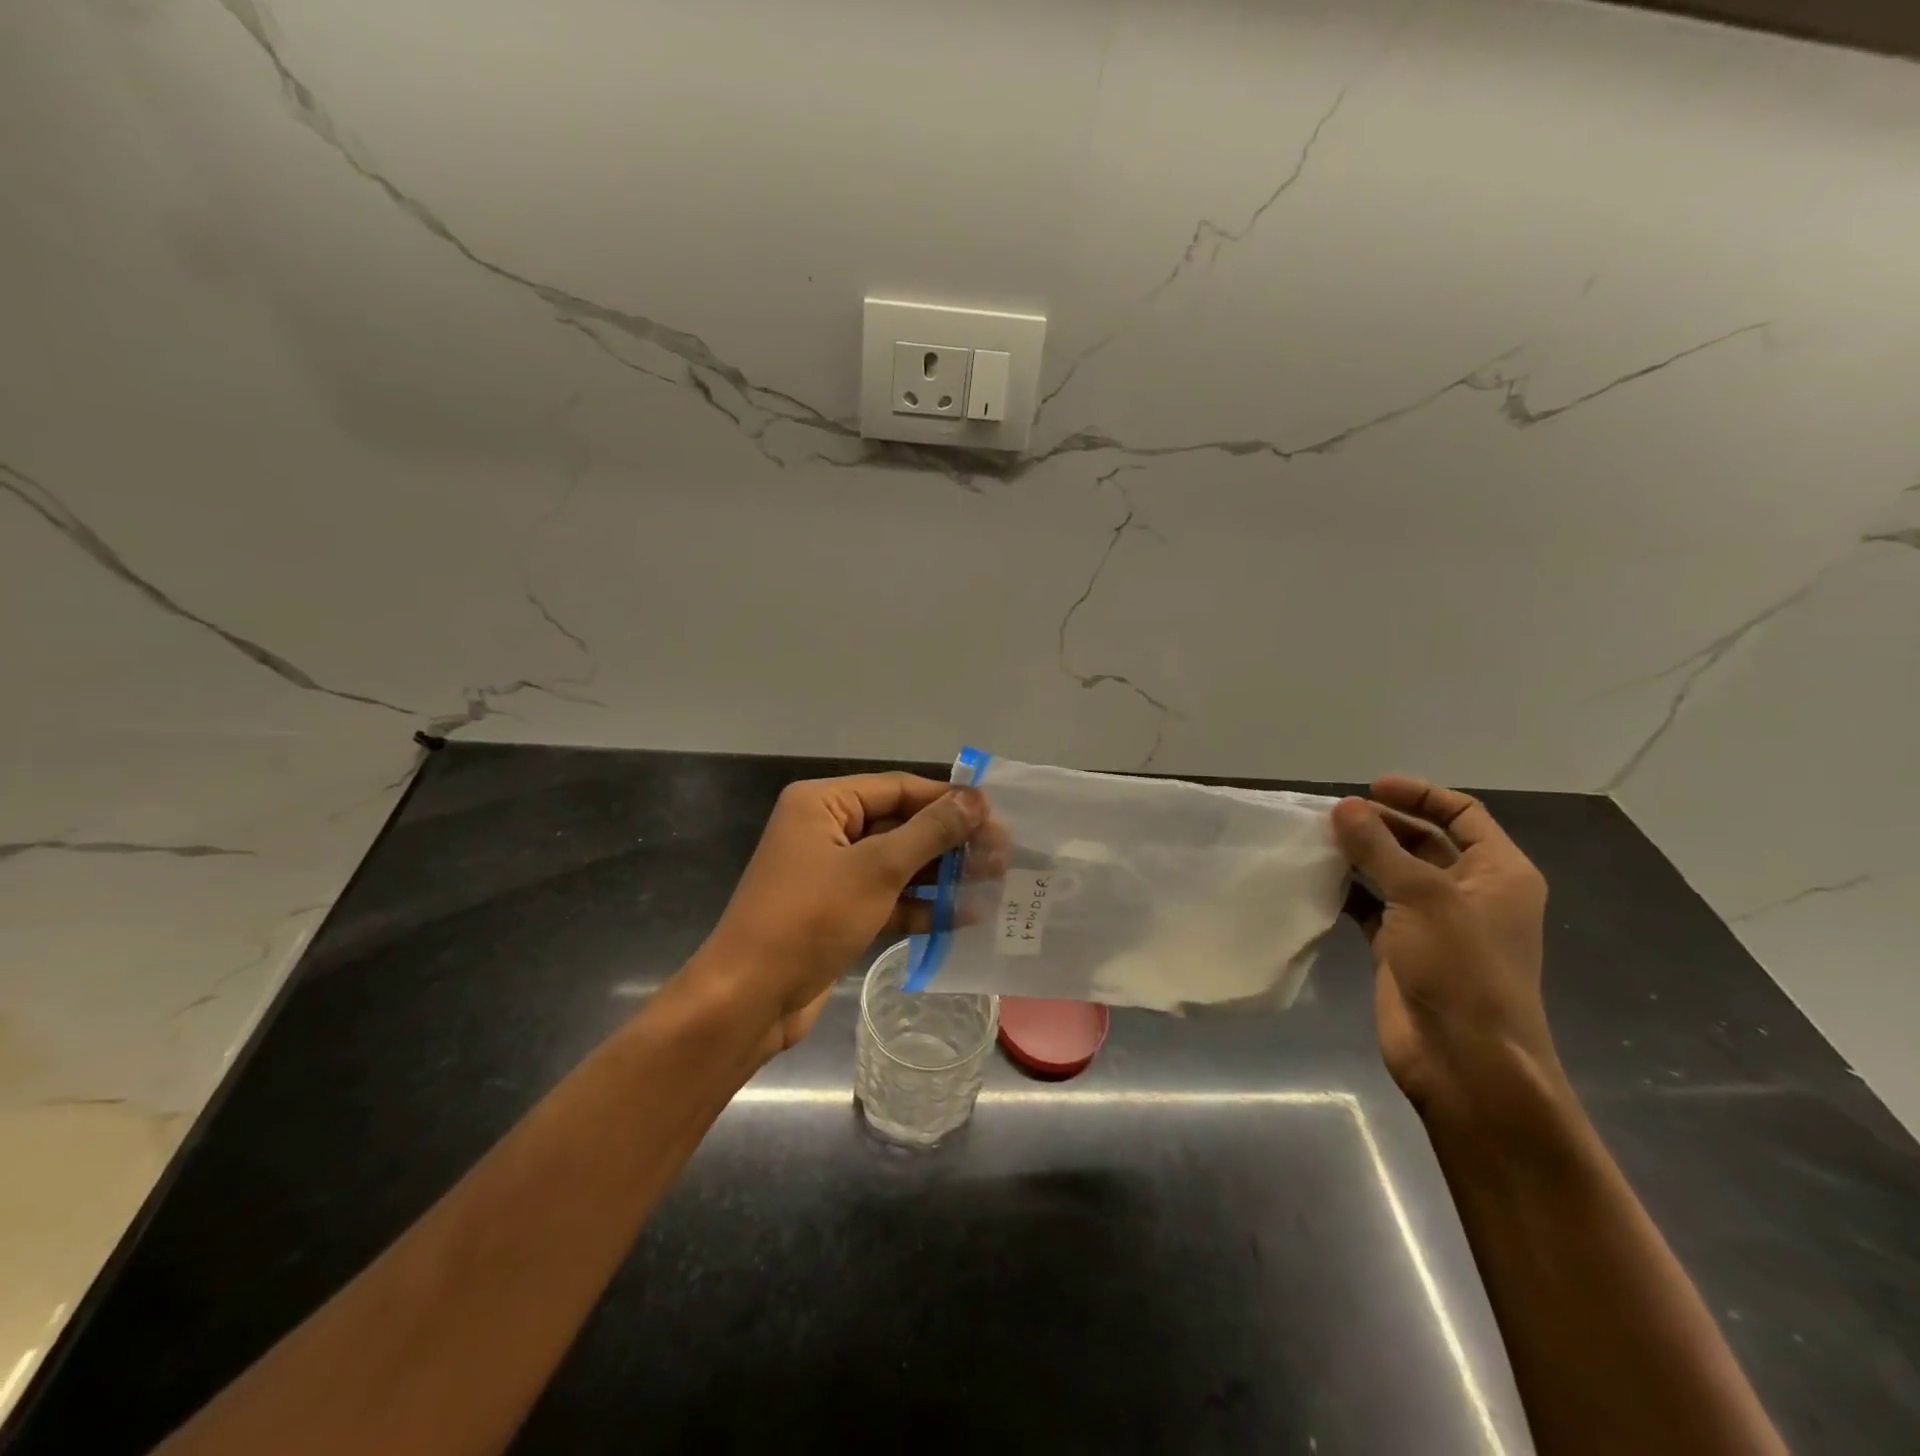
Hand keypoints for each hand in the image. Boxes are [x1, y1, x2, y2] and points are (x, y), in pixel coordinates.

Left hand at [692, 774, 984, 1057]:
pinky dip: (921, 907)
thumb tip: (975, 798)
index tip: (996, 815)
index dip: (948, 800)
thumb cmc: (809, 918)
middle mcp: (826, 830)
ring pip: (897, 864)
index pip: (898, 789)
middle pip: (900, 825)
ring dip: (942, 875)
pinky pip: (888, 898)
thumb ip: (929, 832)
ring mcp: (831, 873)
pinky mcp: (838, 911)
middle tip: (1003, 854)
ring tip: (994, 882)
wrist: (749, 998)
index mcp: (823, 804)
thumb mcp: (876, 869)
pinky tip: (965, 917)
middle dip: (949, 841)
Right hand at [1332, 776, 1564, 1125]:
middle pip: (1423, 840)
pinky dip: (1347, 891)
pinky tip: (1316, 880)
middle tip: (1332, 815)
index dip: (1419, 795)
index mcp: (1498, 873)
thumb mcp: (1422, 897)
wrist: (1465, 1061)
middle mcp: (1469, 892)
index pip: (1462, 814)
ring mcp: (1433, 922)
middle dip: (1381, 823)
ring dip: (1360, 855)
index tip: (1369, 787)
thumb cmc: (1461, 969)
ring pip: (1392, 873)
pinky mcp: (1401, 948)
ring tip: (1317, 840)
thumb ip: (1379, 848)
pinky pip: (1370, 906)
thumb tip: (1343, 806)